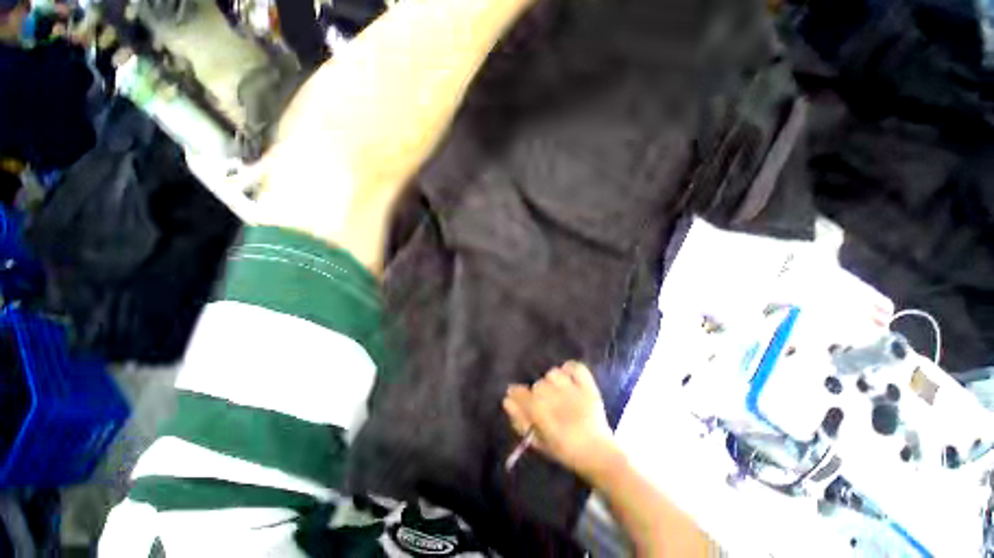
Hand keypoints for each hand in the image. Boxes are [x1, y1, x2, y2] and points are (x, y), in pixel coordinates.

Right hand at [503, 361, 620, 479]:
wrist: (598, 453)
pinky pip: (576, 367)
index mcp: (542, 413)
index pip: (521, 393)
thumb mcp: (538, 442)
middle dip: (538, 392)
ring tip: (558, 391)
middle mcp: (555, 397)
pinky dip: (571, 369)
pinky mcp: (588, 386)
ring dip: (553, 381)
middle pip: (538, 384)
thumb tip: (506, 401)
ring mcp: (573, 390)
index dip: (517, 393)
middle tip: (545, 403)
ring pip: (554, 373)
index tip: (516, 394)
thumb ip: (520, 421)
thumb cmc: (565, 450)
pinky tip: (569, 378)